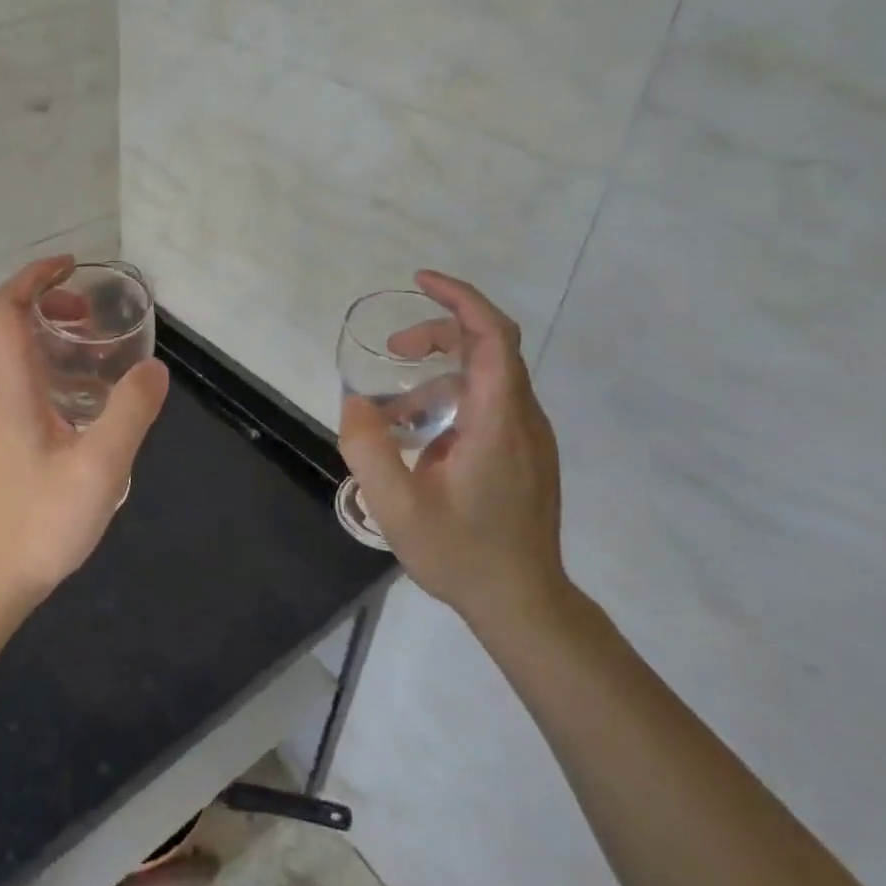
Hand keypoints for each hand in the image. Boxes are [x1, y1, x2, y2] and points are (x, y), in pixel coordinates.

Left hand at [0, 256, 169, 608]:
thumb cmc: (40, 522)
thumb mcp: (100, 466)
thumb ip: (130, 412)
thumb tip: (153, 367)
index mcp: (13, 387)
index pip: (5, 310)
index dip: (34, 278)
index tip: (71, 268)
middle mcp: (1, 394)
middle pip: (8, 326)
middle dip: (47, 304)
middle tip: (92, 313)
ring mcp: (2, 420)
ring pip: (19, 357)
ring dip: (52, 338)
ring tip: (99, 350)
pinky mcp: (10, 443)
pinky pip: (29, 386)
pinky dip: (56, 371)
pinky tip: (91, 401)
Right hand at [339, 270, 565, 631]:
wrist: (524, 603)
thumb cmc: (462, 553)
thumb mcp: (397, 506)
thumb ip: (368, 448)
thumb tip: (356, 402)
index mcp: (497, 421)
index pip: (492, 336)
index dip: (459, 298)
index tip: (420, 281)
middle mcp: (522, 419)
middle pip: (489, 347)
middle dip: (437, 334)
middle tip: (391, 348)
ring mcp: (528, 437)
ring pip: (486, 378)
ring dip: (436, 375)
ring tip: (392, 414)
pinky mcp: (524, 454)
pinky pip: (488, 405)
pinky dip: (449, 401)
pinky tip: (418, 440)